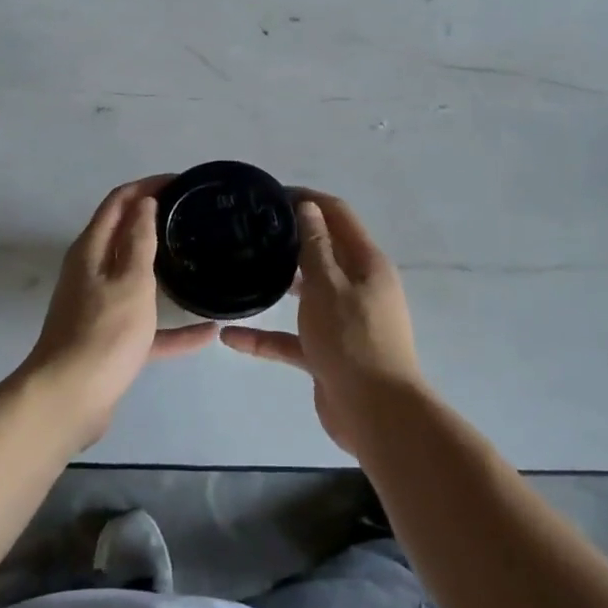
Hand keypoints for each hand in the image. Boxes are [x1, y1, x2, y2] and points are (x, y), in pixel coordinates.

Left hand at [19, 177, 217, 448]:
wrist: (69, 400)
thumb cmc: (103, 333)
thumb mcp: (130, 281)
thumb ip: (139, 241)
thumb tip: (144, 203)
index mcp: (92, 250)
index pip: (119, 202)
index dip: (147, 186)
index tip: (182, 183)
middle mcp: (91, 272)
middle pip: (125, 235)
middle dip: (156, 220)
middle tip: (194, 216)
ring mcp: (100, 307)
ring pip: (136, 278)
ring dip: (163, 267)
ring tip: (199, 259)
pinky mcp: (110, 340)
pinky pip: (147, 325)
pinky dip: (173, 327)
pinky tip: (207, 332)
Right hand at [221, 191, 425, 451]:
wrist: (376, 413)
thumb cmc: (352, 339)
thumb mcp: (329, 285)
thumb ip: (315, 246)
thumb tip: (308, 207)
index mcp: (366, 263)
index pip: (338, 215)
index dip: (309, 199)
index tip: (272, 194)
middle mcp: (358, 286)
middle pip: (323, 252)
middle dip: (290, 238)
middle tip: (250, 230)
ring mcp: (343, 321)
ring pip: (307, 294)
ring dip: (279, 284)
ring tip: (241, 270)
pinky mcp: (328, 353)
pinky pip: (293, 338)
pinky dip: (266, 336)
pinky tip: (231, 336)